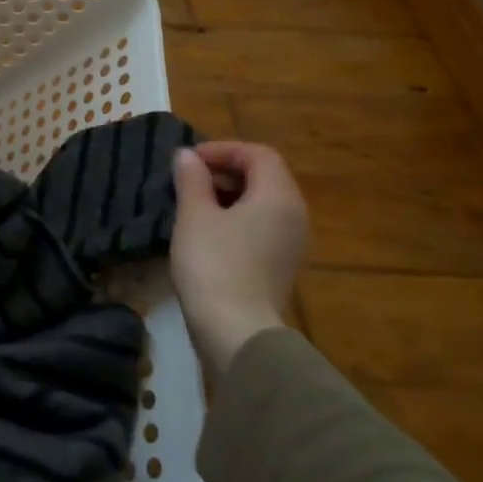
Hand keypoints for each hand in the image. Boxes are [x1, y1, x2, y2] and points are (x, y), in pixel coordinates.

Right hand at [169, 141, 308, 370]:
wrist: (235, 332)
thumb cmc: (214, 264)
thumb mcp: (194, 215)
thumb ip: (192, 179)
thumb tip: (188, 157)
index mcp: (279, 196)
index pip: (258, 154)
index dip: (223, 150)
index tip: (189, 160)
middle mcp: (294, 215)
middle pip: (264, 177)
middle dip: (225, 171)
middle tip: (187, 179)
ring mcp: (290, 244)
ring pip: (262, 203)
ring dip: (228, 195)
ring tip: (192, 203)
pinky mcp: (279, 266)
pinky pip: (261, 226)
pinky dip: (236, 218)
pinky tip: (206, 231)